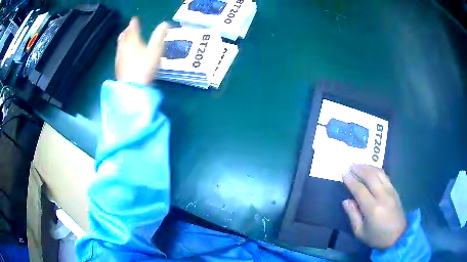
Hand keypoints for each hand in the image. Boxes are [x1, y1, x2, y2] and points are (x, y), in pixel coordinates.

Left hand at [115, 17, 168, 84]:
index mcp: (134, 42)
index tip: (133, 19)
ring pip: (120, 45)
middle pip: (124, 37)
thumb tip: (165, 24)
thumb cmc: (145, 67)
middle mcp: (124, 48)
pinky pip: (118, 54)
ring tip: (123, 36)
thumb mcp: (156, 50)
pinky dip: (120, 49)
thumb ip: (159, 36)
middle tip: (128, 27)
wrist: (132, 87)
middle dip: (126, 31)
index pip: (133, 30)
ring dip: (122, 39)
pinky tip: (120, 52)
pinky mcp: (118, 67)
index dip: (133, 24)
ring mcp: (120, 58)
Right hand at [342, 164, 406, 249]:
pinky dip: (376, 170)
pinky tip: (371, 169)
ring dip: (368, 167)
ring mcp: (390, 191)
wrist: (398, 235)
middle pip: (370, 177)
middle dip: (359, 169)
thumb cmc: (376, 236)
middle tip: (350, 165)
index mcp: (372, 209)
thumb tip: (346, 201)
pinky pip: (385, 175)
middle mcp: (382, 196)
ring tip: (359, 164)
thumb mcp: (360, 232)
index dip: (351, 181)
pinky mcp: (394, 190)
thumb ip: (352, 215)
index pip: (360, 190)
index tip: (344, 174)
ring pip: (379, 173)